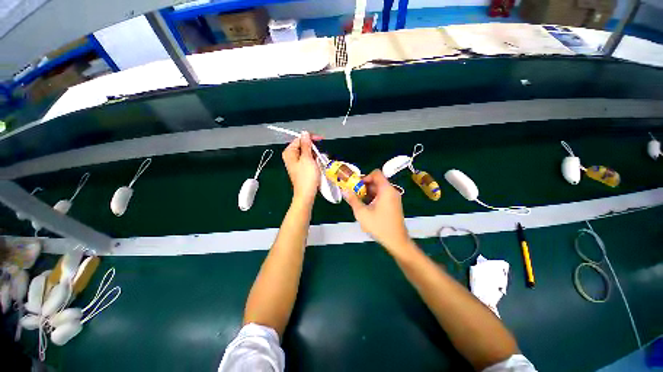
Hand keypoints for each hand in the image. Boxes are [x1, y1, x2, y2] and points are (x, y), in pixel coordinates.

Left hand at [282, 132, 321, 205]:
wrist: (306, 194)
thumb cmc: (307, 176)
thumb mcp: (307, 158)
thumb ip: (306, 145)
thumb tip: (304, 133)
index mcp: (289, 152)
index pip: (299, 139)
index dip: (310, 138)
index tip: (321, 139)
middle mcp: (291, 156)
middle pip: (303, 146)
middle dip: (313, 148)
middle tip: (321, 152)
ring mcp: (296, 163)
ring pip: (307, 153)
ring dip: (315, 155)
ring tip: (321, 159)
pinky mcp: (301, 168)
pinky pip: (308, 160)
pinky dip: (314, 160)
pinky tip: (319, 164)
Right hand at [344, 170, 411, 252]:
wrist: (396, 241)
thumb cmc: (379, 226)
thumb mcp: (362, 213)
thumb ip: (353, 200)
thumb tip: (344, 190)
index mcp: (386, 190)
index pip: (376, 174)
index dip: (365, 177)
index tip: (357, 185)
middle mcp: (392, 191)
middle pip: (377, 181)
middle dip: (364, 186)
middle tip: (354, 194)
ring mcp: (394, 198)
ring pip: (379, 189)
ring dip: (368, 193)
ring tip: (359, 202)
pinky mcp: (394, 205)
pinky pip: (383, 196)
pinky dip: (374, 198)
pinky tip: (367, 207)